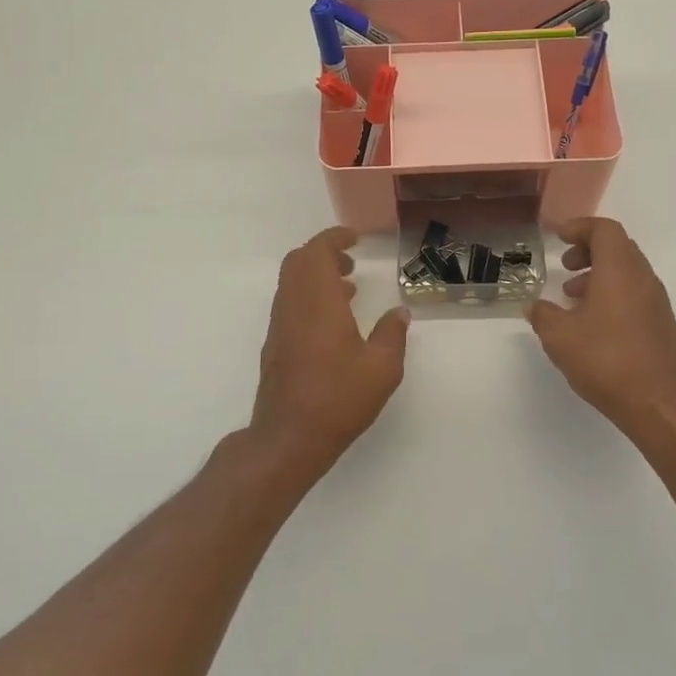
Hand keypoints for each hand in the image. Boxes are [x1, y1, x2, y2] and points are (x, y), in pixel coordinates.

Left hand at [248, 227, 409, 483]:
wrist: (288, 438)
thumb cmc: (338, 399)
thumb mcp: (382, 368)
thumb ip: (393, 334)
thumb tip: (400, 312)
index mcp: (318, 302)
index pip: (317, 251)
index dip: (334, 238)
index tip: (355, 238)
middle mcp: (293, 306)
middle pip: (298, 261)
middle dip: (324, 253)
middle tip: (351, 261)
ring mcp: (280, 325)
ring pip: (291, 283)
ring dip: (316, 276)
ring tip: (349, 287)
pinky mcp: (275, 345)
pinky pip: (290, 303)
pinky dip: (309, 296)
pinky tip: (334, 321)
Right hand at [528, 218, 675, 448]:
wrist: (660, 404)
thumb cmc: (607, 360)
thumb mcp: (560, 337)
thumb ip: (543, 315)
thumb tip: (534, 306)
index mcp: (620, 270)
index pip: (605, 230)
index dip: (580, 227)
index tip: (559, 238)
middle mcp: (643, 279)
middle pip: (618, 248)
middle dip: (589, 251)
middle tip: (565, 267)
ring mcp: (657, 303)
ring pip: (627, 273)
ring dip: (599, 275)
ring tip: (573, 299)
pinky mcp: (662, 326)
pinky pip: (634, 295)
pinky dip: (612, 295)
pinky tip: (593, 325)